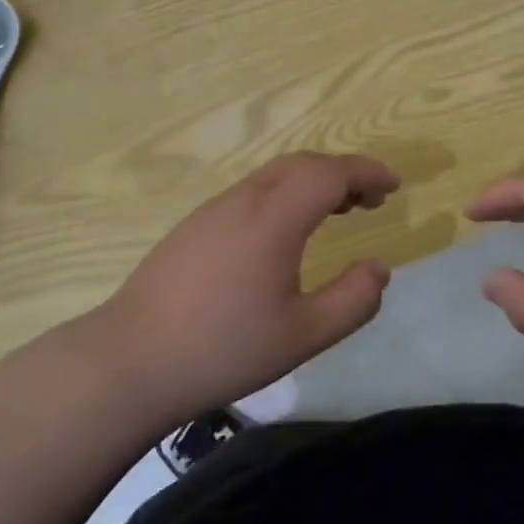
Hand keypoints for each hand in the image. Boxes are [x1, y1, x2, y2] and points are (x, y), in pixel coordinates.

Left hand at [91, 153, 399, 425]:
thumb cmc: (223, 348)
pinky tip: (286, 233)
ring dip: (312, 182)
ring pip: (275, 175)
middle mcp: (245, 199)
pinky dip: (285, 195)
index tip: (394, 186)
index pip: (330, 172)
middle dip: (343, 173)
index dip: (367, 172)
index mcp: (274, 216)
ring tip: (338, 211)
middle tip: (371, 200)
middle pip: (303, 164)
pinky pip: (253, 191)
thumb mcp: (302, 335)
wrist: (130, 360)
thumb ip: (352, 300)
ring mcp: (214, 209)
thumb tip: (380, 269)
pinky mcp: (195, 225)